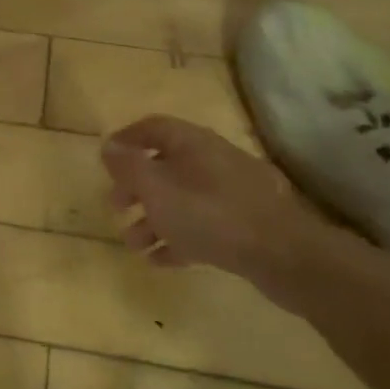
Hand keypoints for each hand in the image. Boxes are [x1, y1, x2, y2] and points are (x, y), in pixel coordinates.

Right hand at [100, 115, 332, 301]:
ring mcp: (233, 193)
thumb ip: (128, 167)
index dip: (126, 140)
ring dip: (154, 219)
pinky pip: (203, 224)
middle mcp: (213, 160)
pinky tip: (162, 260)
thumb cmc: (209, 214)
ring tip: (134, 246)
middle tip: (116, 208)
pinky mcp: (246, 224)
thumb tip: (108, 146)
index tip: (105, 159)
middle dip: (136, 187)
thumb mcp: (156, 188)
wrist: (284, 255)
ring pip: (183, 199)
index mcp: (192, 142)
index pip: (153, 127)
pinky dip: (179, 237)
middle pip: (165, 166)